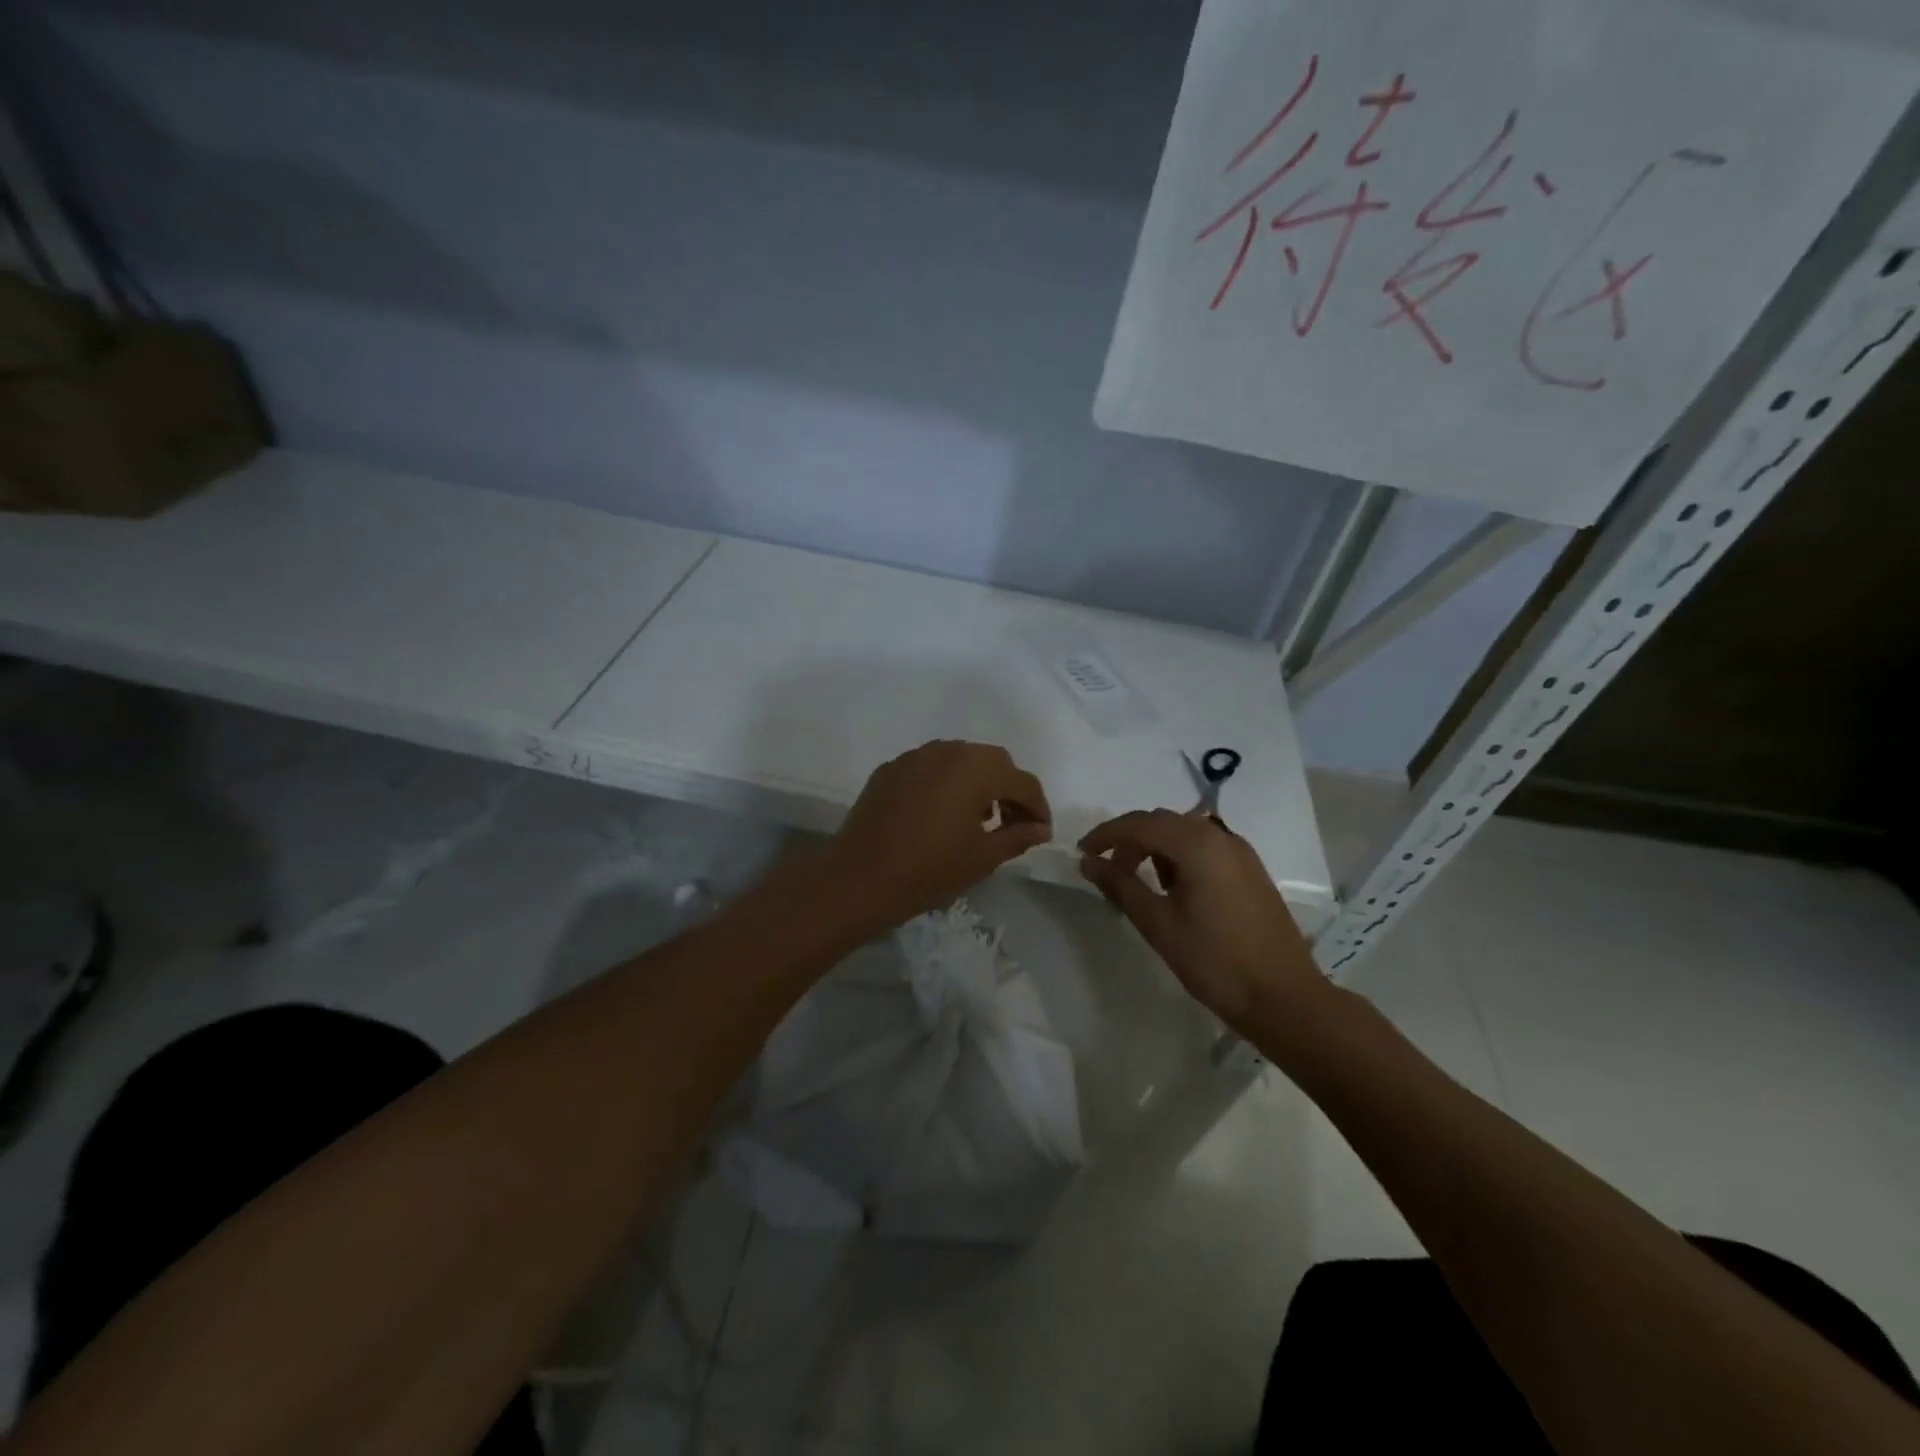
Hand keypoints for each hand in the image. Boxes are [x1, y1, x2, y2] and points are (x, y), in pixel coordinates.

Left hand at [829, 741, 1051, 928]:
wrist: (860, 878)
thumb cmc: (930, 869)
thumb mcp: (983, 857)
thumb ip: (1018, 836)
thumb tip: (1040, 829)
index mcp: (977, 769)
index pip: (1022, 781)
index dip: (1037, 807)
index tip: (1041, 833)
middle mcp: (948, 750)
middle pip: (993, 762)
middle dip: (1009, 789)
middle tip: (1010, 823)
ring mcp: (915, 756)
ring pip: (960, 759)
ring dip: (977, 782)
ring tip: (977, 818)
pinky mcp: (891, 768)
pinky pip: (930, 767)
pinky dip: (946, 783)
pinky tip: (940, 814)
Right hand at [1080, 809, 1322, 1034]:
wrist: (1284, 998)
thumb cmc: (1215, 961)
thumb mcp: (1158, 924)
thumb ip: (1121, 886)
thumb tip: (1089, 862)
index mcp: (1197, 844)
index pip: (1139, 823)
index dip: (1106, 835)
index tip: (1082, 854)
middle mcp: (1220, 837)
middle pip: (1162, 822)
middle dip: (1129, 839)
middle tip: (1107, 870)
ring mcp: (1240, 852)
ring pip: (1183, 833)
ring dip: (1153, 847)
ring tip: (1136, 881)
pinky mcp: (1250, 870)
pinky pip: (1204, 848)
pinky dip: (1178, 857)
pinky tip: (1172, 888)